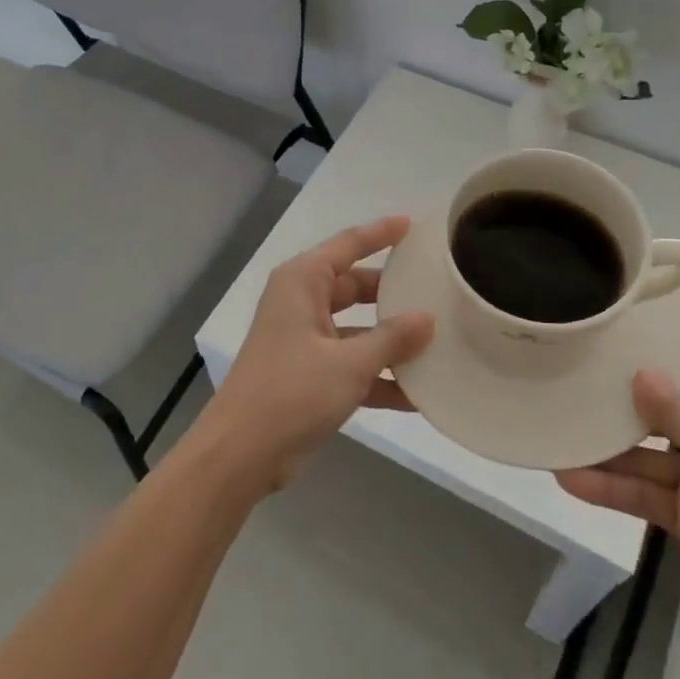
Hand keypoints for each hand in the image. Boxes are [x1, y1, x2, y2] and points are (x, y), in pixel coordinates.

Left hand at [192, 216, 434, 495]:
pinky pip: (351, 364)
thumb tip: (428, 318)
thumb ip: (391, 339)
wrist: (241, 454)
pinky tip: (418, 395)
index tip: (414, 224)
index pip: (348, 244)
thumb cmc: (292, 392)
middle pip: (355, 286)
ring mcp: (305, 340)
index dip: (381, 233)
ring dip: (390, 340)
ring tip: (438, 341)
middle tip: (436, 289)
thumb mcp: (349, 364)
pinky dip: (378, 376)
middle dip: (393, 293)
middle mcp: (302, 303)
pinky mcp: (309, 375)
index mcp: (302, 282)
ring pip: (357, 328)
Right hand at [557, 312, 679, 661]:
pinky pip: (645, 492)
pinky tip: (571, 479)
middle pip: (674, 399)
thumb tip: (640, 372)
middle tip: (578, 368)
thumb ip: (677, 413)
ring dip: (609, 446)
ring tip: (560, 430)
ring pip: (650, 450)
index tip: (645, 312)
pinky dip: (612, 488)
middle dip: (630, 389)